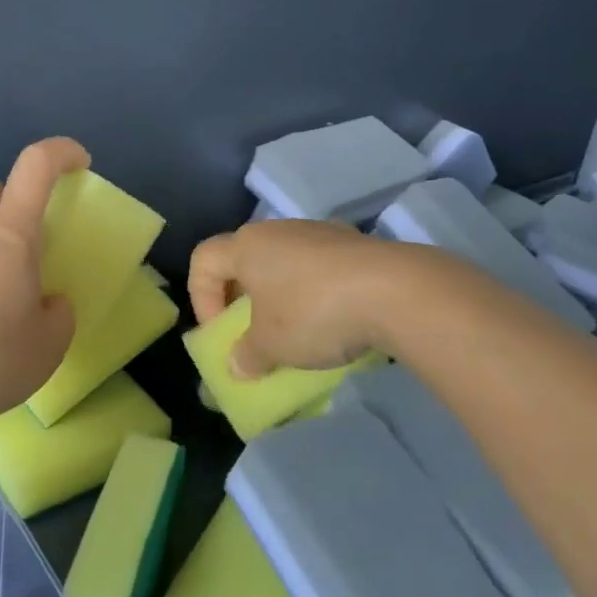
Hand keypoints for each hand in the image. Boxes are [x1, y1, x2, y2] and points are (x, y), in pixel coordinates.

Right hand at [188, 220, 399, 378]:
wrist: (395, 291)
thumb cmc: (313, 312)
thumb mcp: (272, 346)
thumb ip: (247, 355)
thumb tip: (238, 365)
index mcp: (246, 245)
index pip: (203, 260)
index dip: (201, 298)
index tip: (222, 333)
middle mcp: (277, 230)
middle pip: (244, 259)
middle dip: (242, 298)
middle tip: (253, 334)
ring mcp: (319, 232)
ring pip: (284, 262)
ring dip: (280, 295)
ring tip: (297, 331)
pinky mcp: (354, 243)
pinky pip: (319, 268)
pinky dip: (315, 292)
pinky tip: (335, 321)